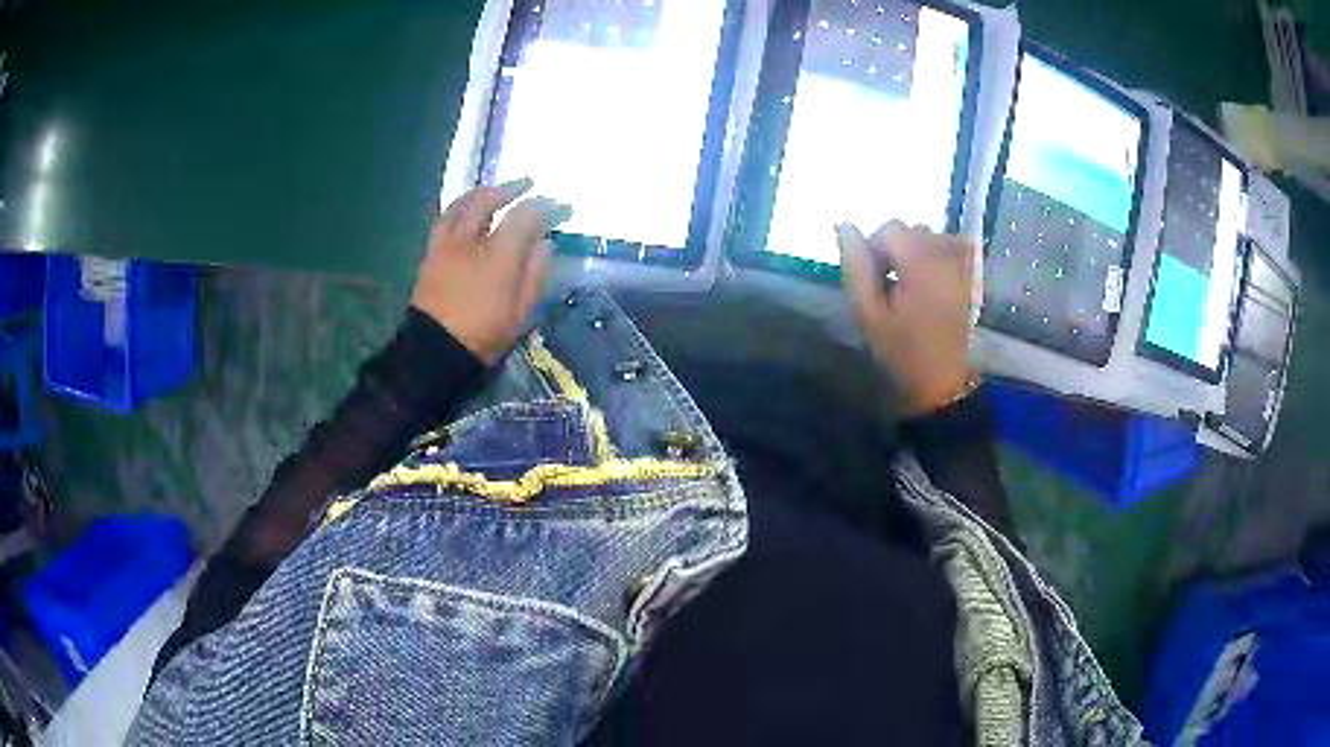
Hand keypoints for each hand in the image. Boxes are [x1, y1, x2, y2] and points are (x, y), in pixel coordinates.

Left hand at [412, 180, 569, 363]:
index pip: (525, 216)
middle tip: (527, 185)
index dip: (547, 207)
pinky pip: (446, 218)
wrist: (434, 352)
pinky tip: (467, 211)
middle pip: (489, 200)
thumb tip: (545, 243)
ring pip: (462, 205)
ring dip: (481, 192)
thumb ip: (536, 272)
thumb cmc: (483, 334)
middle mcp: (469, 240)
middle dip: (510, 189)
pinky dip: (461, 207)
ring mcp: (446, 244)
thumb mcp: (521, 310)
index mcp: (498, 255)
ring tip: (494, 191)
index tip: (561, 206)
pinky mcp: (430, 253)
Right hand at [838, 221, 976, 416]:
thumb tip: (844, 226)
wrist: (941, 385)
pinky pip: (956, 248)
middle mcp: (945, 257)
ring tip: (908, 284)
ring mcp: (962, 267)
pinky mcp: (970, 279)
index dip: (874, 249)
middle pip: (912, 230)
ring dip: (916, 251)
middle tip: (887, 286)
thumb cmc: (900, 353)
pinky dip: (940, 252)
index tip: (872, 281)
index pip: (891, 229)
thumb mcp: (868, 314)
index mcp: (920, 263)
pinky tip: (931, 276)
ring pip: (932, 237)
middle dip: (895, 249)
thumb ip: (856, 267)